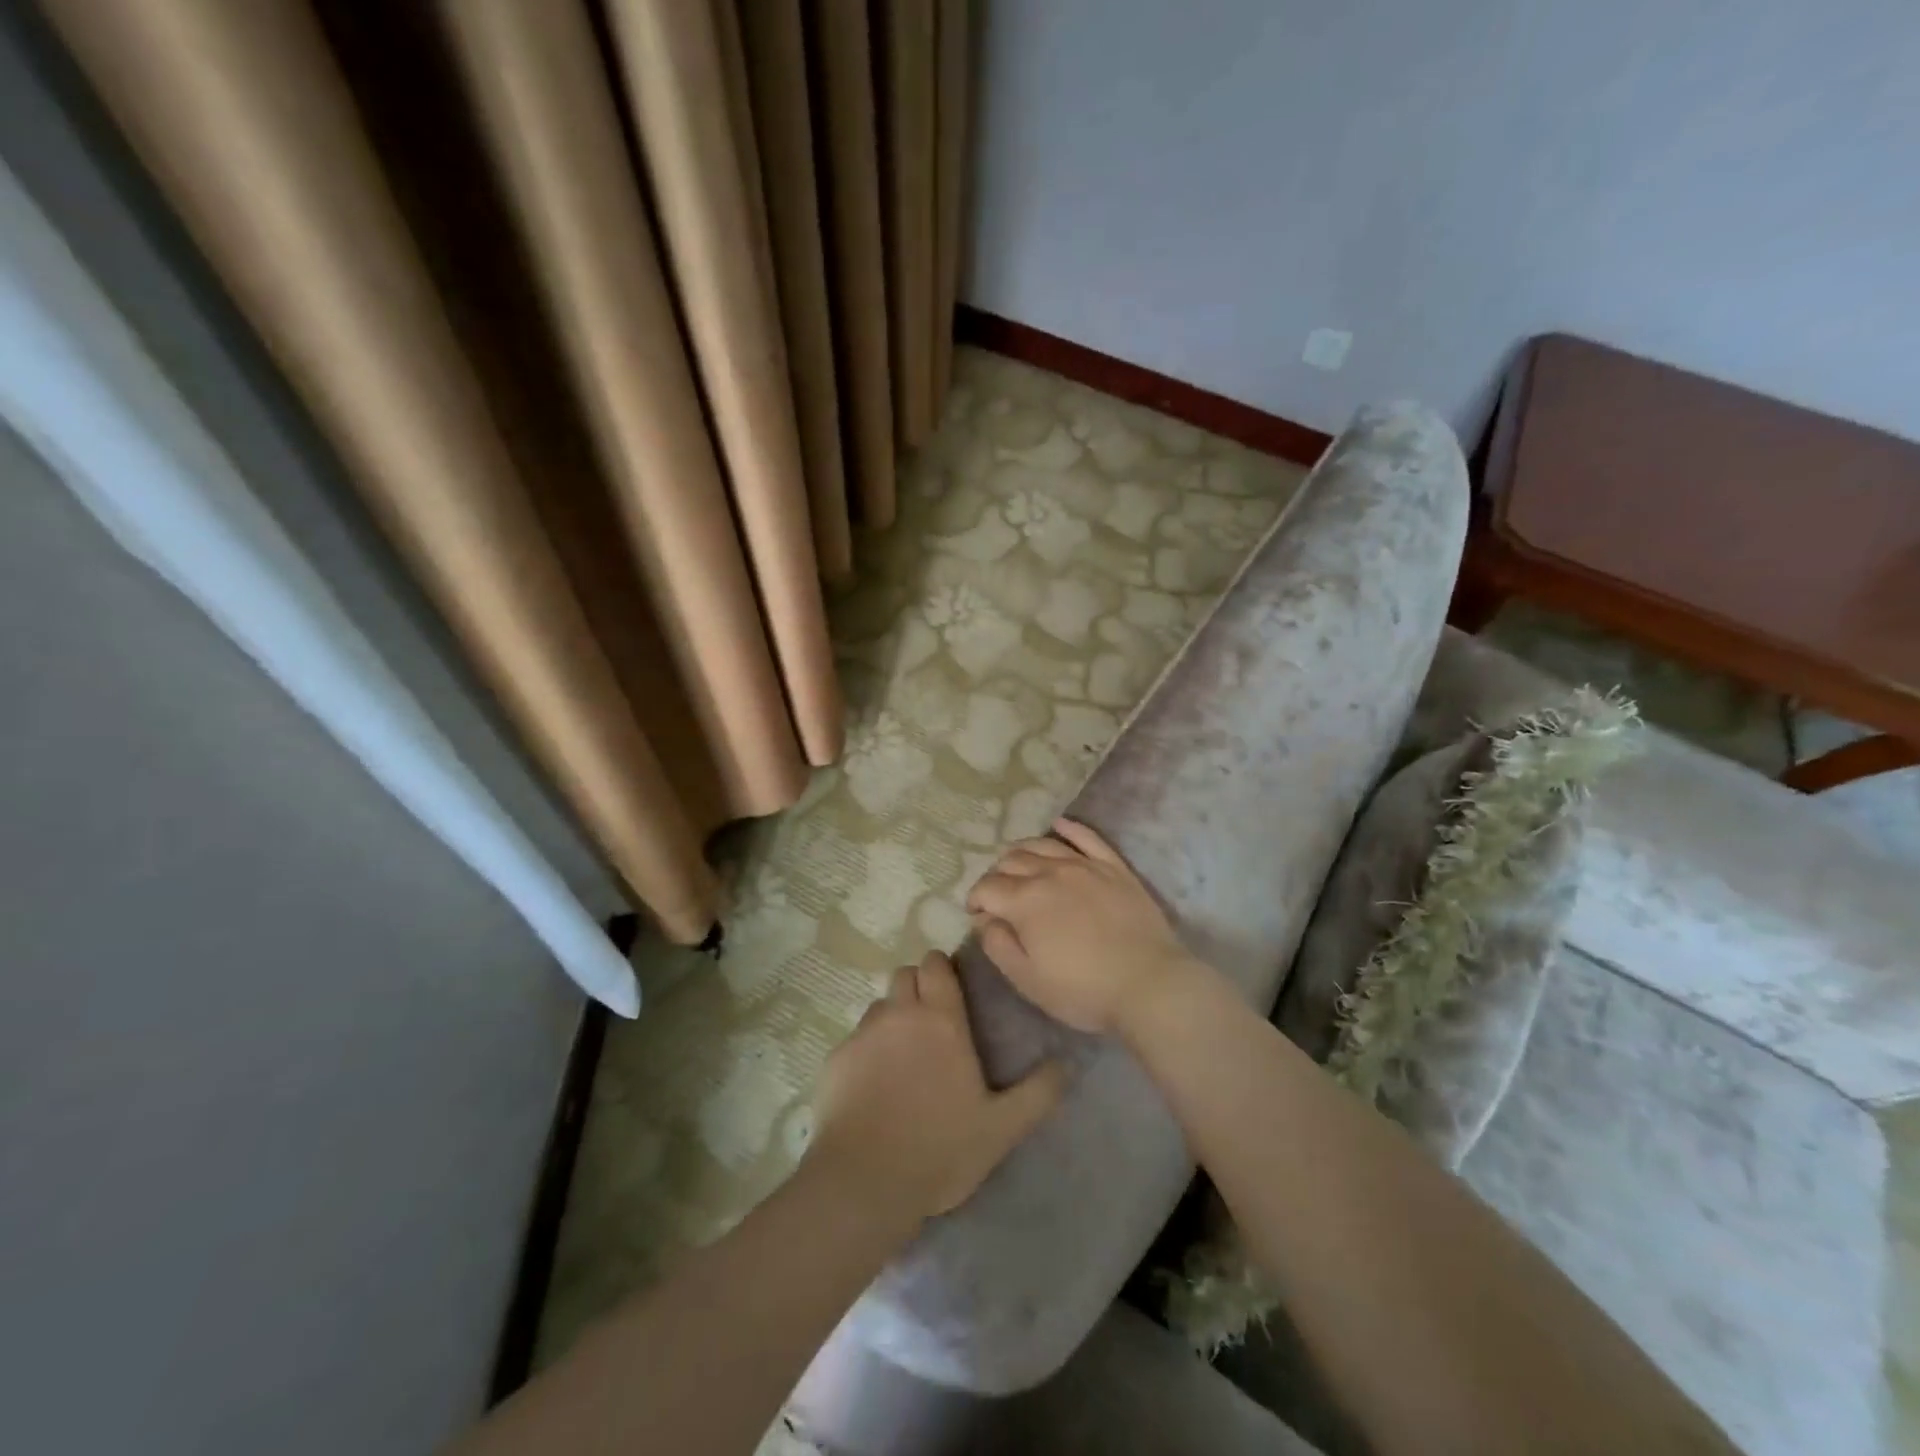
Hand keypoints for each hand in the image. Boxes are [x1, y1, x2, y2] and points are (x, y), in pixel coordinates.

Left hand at [805, 951, 1066, 1221]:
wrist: (864, 1183)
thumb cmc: (940, 1149)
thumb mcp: (1002, 1127)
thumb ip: (1038, 1093)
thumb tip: (1067, 1064)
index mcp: (940, 1019)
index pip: (936, 965)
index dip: (942, 970)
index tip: (951, 990)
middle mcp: (899, 1014)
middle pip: (904, 975)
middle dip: (917, 987)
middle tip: (930, 1023)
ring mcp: (863, 1034)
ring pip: (879, 1005)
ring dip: (892, 1017)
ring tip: (902, 1057)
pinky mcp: (835, 1059)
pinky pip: (855, 1039)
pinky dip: (866, 1051)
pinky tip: (873, 1087)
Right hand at [966, 818, 1195, 1035]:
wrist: (1149, 984)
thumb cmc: (1084, 991)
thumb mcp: (1028, 980)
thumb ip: (998, 946)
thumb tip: (983, 919)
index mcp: (1025, 901)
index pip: (987, 888)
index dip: (975, 899)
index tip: (976, 914)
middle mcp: (1050, 873)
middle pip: (1011, 861)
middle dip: (996, 875)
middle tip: (998, 895)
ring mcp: (1084, 865)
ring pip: (1043, 844)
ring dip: (1022, 851)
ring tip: (1017, 863)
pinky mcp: (1113, 866)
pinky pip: (1087, 837)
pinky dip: (1069, 827)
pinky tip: (1058, 824)